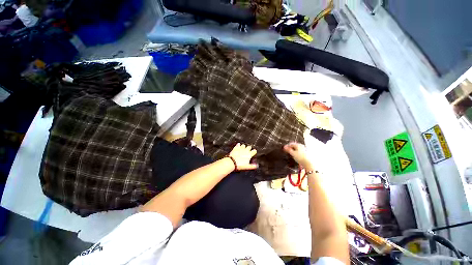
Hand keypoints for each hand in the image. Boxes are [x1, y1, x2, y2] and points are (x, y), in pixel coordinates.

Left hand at [228, 143, 257, 169]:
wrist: (232, 162)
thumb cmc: (240, 165)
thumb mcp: (247, 167)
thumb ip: (252, 166)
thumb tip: (257, 166)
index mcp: (249, 154)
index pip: (254, 151)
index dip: (254, 151)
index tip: (254, 152)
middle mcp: (245, 150)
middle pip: (249, 147)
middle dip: (249, 148)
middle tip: (248, 150)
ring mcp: (240, 148)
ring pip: (244, 145)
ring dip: (244, 146)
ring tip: (243, 148)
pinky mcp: (236, 147)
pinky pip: (238, 144)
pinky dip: (239, 145)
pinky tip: (238, 145)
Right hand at [283, 142, 311, 168]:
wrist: (308, 163)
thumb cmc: (300, 157)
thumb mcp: (293, 153)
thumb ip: (288, 150)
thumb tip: (284, 147)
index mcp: (298, 145)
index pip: (291, 143)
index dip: (287, 146)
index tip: (284, 149)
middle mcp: (301, 146)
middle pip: (294, 146)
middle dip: (290, 148)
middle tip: (286, 151)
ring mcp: (304, 149)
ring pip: (297, 148)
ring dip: (293, 150)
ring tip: (290, 154)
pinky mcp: (305, 153)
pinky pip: (299, 151)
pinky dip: (296, 152)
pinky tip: (295, 156)